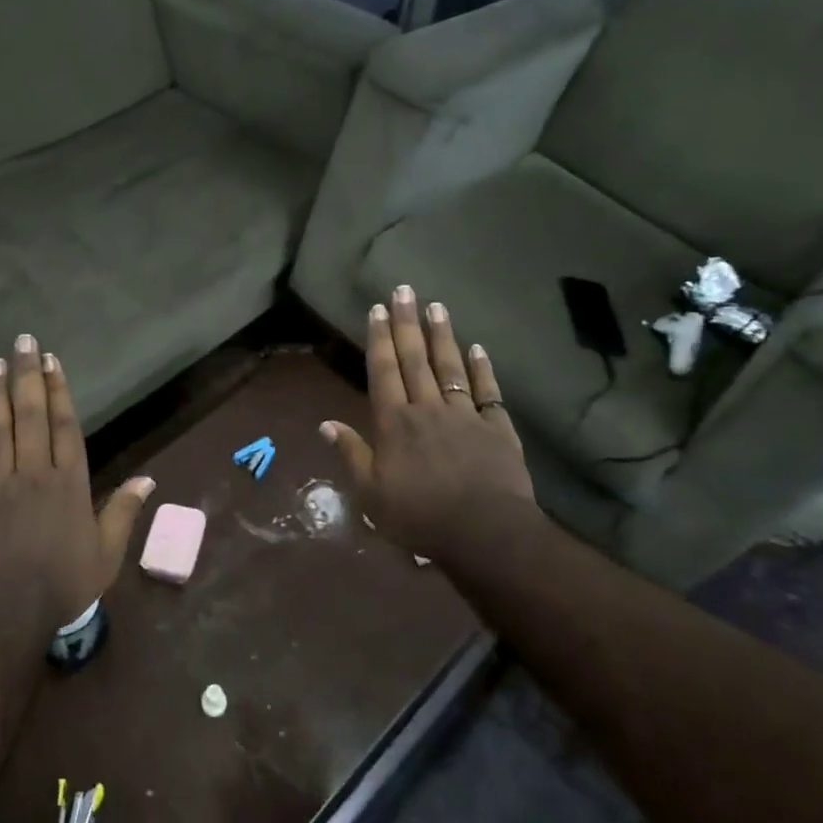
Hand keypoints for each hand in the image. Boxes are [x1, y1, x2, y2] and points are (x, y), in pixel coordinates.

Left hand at [0, 333, 152, 632]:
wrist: (4, 613)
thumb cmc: (62, 584)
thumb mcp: (106, 554)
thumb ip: (123, 512)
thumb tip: (148, 479)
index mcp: (69, 483)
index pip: (65, 426)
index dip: (60, 390)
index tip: (52, 361)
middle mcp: (33, 473)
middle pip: (31, 416)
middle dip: (27, 376)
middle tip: (22, 342)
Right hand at [321, 285, 535, 567]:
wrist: (485, 533)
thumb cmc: (420, 517)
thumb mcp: (371, 495)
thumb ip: (351, 455)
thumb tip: (325, 424)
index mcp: (394, 424)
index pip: (383, 372)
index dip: (379, 339)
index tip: (378, 308)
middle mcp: (427, 409)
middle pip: (415, 359)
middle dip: (407, 323)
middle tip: (405, 289)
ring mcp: (465, 415)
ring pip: (450, 367)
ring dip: (442, 336)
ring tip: (437, 306)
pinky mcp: (497, 428)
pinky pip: (488, 392)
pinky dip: (482, 368)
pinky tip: (477, 348)